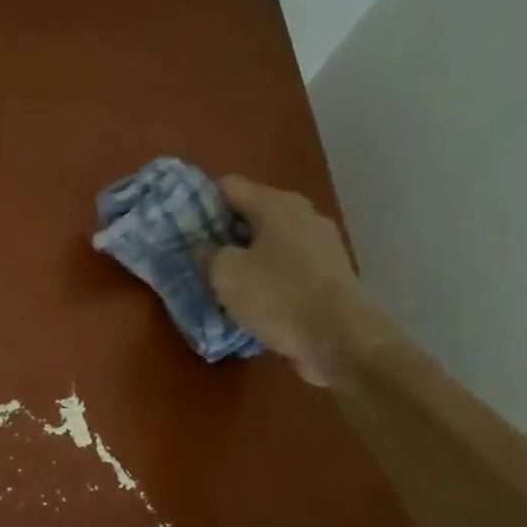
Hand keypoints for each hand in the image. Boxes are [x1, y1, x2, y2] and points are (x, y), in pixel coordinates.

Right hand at [209, 176, 363, 386]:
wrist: (342, 340)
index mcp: (276, 204)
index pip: (228, 186)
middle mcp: (303, 215)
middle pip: (252, 212)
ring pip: (272, 241)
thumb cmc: (278, 297)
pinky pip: (290, 265)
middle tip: (199, 254)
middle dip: (225, 231)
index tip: (183, 225)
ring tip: (225, 280)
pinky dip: (271, 276)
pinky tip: (256, 299)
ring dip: (248, 256)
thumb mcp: (225, 274)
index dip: (202, 201)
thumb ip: (208, 253)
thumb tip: (205, 247)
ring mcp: (322, 245)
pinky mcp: (332, 274)